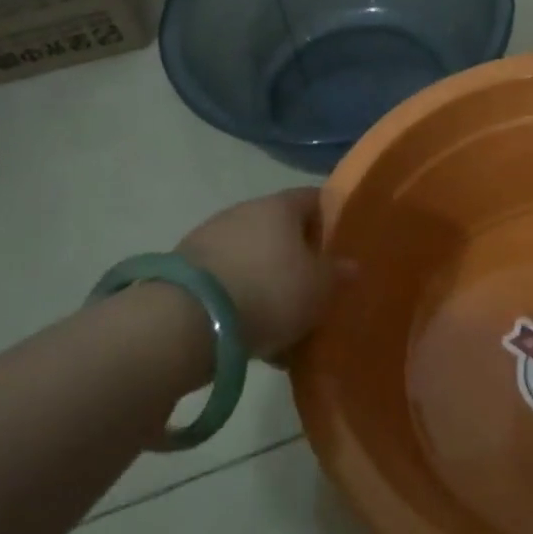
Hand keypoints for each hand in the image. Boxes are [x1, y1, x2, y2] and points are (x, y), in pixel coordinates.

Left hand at [179, 188, 338, 363]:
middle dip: (298, 256)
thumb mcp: (319, 288)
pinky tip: (253, 335)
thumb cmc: (269, 291)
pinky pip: (227, 281)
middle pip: (280, 229)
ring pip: (252, 258)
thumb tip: (348, 265)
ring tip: (284, 321)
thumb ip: (337, 274)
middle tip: (315, 287)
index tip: (342, 246)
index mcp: (279, 206)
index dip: (331, 218)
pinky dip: (241, 300)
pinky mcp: (184, 271)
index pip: (314, 198)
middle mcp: (243, 212)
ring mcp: (209, 239)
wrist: (186, 322)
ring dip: (268, 281)